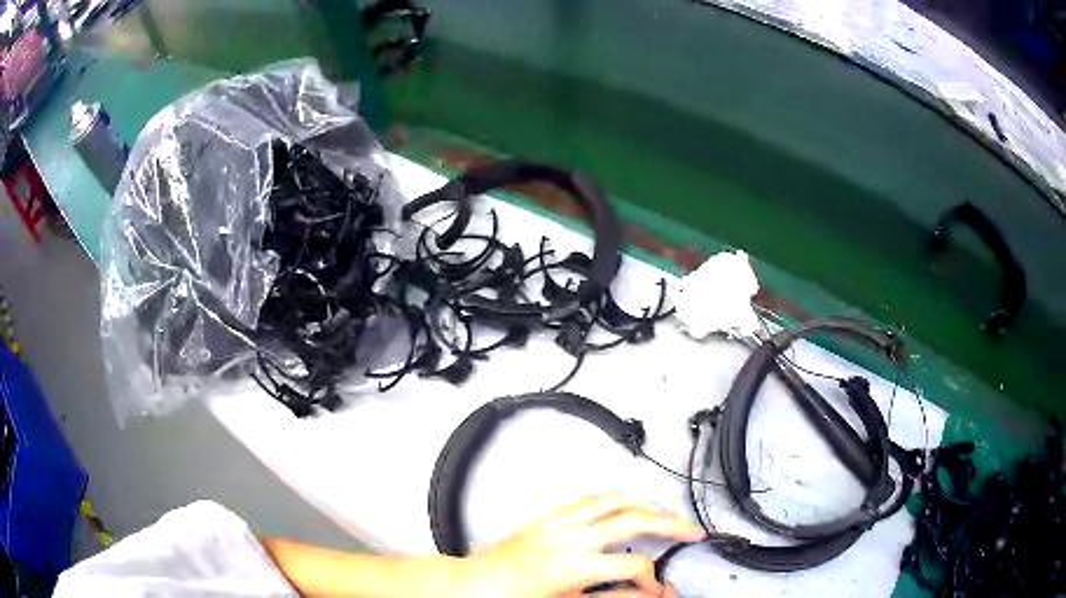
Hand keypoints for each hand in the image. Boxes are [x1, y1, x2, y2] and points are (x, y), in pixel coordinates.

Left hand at [459, 494, 705, 597]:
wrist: (477, 583)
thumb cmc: (513, 597)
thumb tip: (644, 595)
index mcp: (574, 564)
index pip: (634, 563)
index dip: (652, 578)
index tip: (655, 587)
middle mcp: (570, 536)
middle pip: (635, 518)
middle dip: (671, 524)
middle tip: (692, 531)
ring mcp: (559, 522)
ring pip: (615, 499)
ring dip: (646, 504)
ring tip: (667, 513)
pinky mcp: (549, 516)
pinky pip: (590, 498)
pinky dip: (616, 498)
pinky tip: (625, 504)